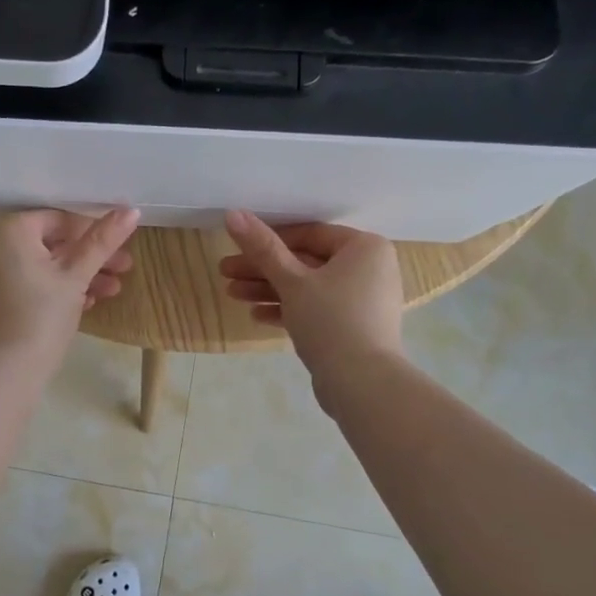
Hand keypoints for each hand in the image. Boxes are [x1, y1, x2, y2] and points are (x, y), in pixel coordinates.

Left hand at [0, 208, 139, 364]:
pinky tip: (83, 304)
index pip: (60, 220)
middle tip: (123, 271)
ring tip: (111, 292)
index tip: (121, 251)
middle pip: (50, 243)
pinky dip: (51, 289)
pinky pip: (24, 283)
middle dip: (89, 258)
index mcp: (9, 229)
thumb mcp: (76, 276)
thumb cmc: (42, 315)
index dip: (95, 234)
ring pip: (39, 265)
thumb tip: (131, 210)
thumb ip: (102, 241)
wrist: (4, 370)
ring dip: (76, 276)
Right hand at [220, 210, 405, 373]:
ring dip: (270, 290)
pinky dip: (289, 310)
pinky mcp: (353, 327)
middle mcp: (369, 269)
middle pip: (306, 262)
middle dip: (264, 269)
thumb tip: (233, 213)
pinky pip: (318, 310)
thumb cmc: (330, 320)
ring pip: (308, 288)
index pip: (310, 234)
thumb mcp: (291, 281)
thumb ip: (262, 247)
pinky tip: (256, 316)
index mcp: (365, 248)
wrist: (361, 382)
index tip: (239, 247)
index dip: (270, 239)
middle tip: (225, 272)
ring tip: (232, 294)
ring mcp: (363, 300)